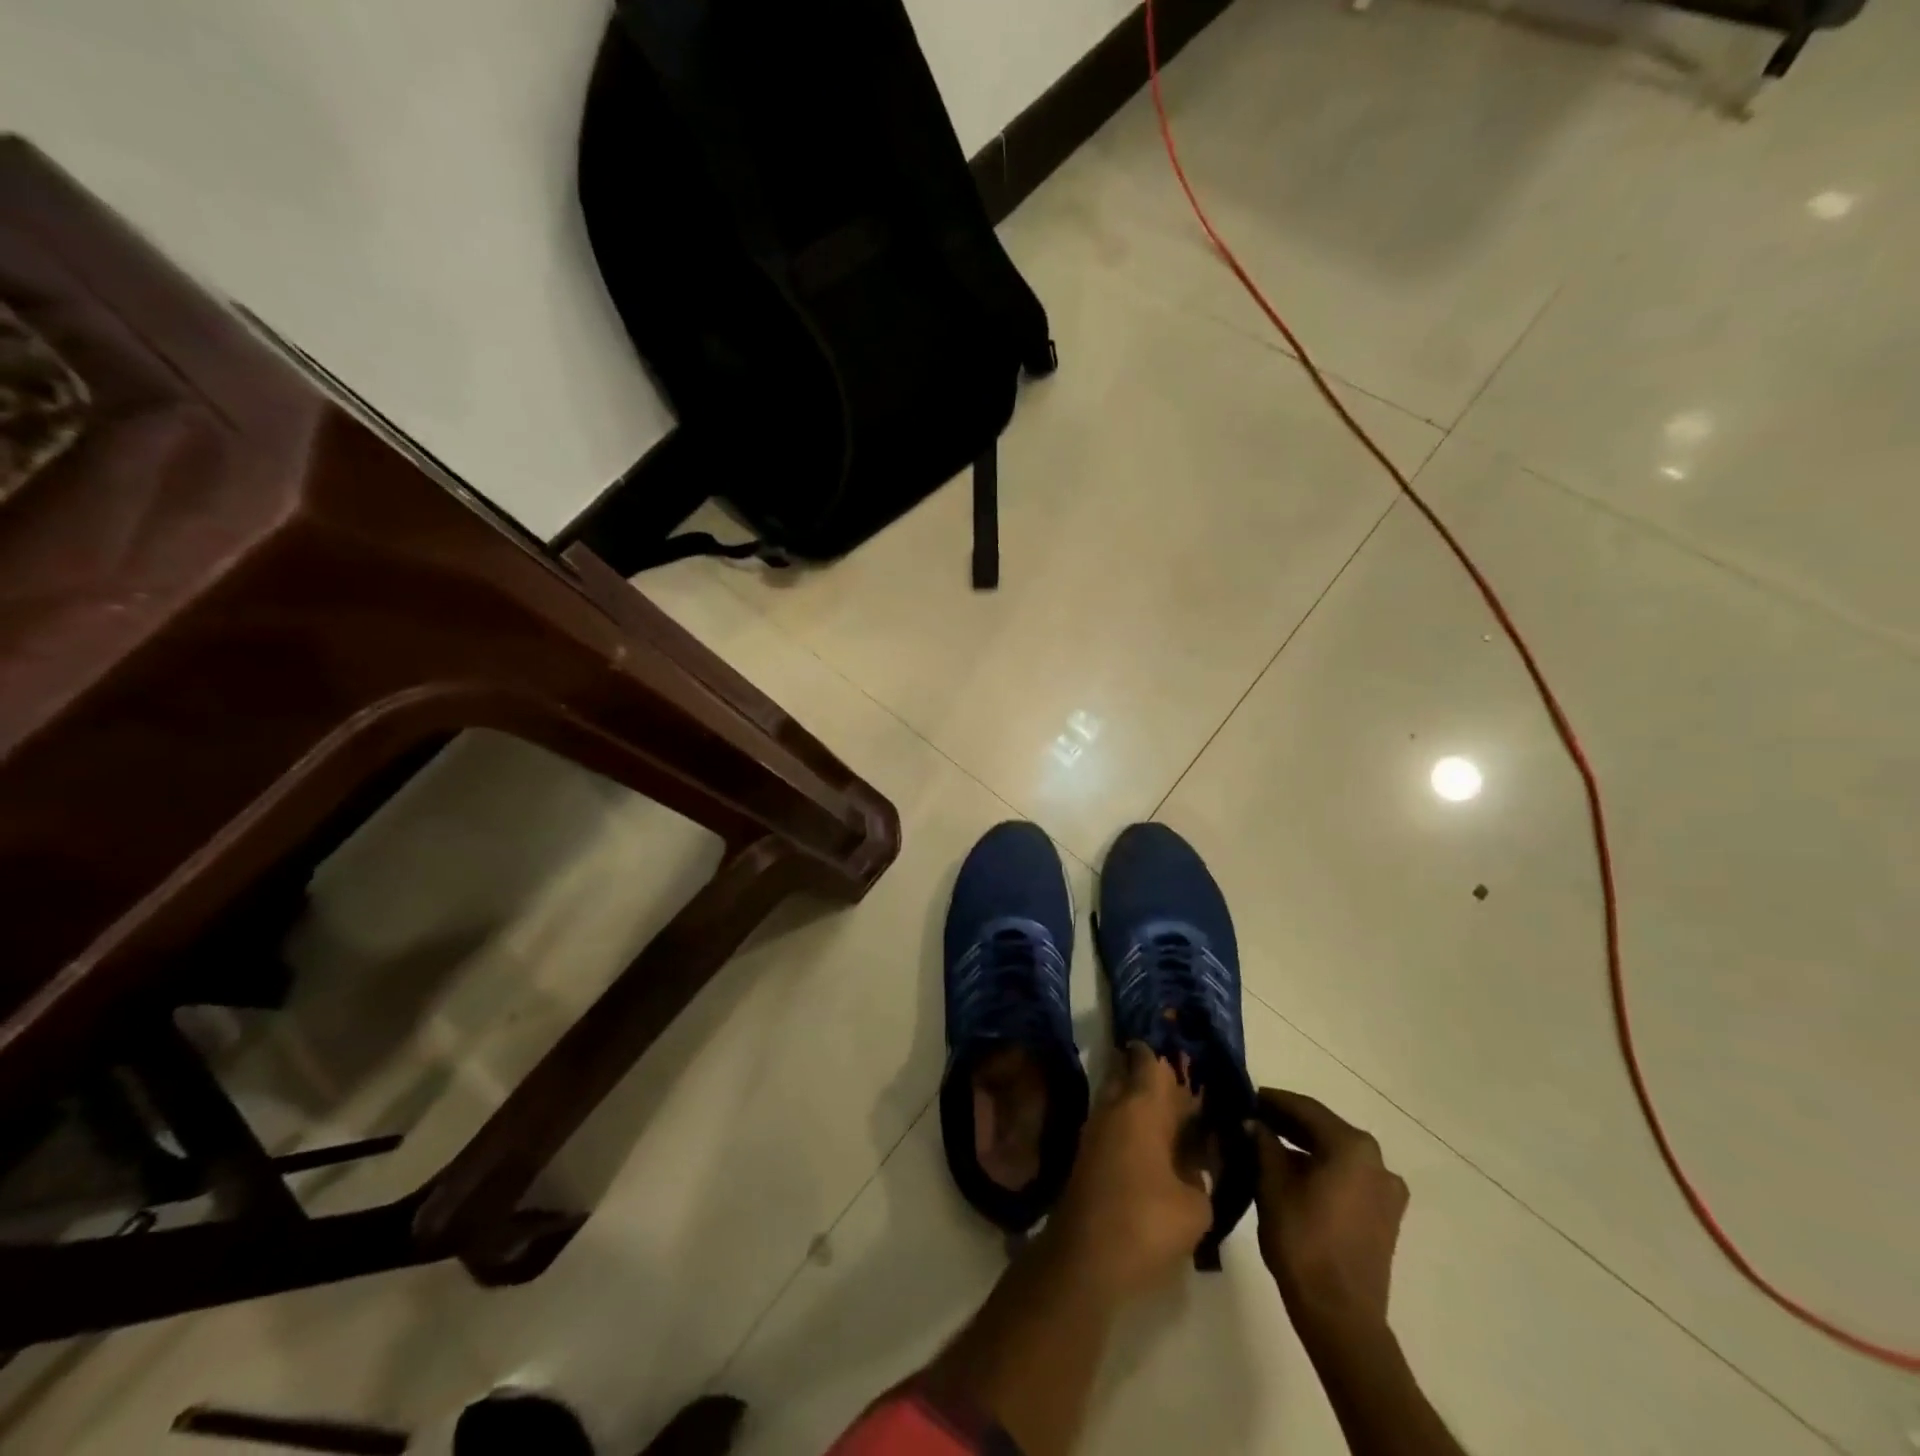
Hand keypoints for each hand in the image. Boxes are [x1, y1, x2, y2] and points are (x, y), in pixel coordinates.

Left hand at [1044, 1042, 1211, 1300]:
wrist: (1084, 1258)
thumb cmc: (1145, 1222)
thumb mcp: (1195, 1206)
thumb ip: (1201, 1176)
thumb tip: (1197, 1162)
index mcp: (1141, 1106)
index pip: (1148, 1060)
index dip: (1163, 1051)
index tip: (1182, 1049)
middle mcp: (1114, 1107)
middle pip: (1131, 1074)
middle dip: (1154, 1077)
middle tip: (1186, 1086)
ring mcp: (1096, 1130)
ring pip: (1120, 1100)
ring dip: (1143, 1104)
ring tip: (1178, 1120)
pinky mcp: (1088, 1155)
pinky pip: (1115, 1125)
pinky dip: (1133, 1128)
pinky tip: (1157, 1150)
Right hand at [1247, 1088, 1408, 1340]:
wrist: (1340, 1315)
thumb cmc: (1303, 1242)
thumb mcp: (1272, 1185)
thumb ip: (1263, 1145)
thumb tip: (1254, 1123)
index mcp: (1352, 1147)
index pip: (1305, 1108)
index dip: (1273, 1100)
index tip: (1246, 1096)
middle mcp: (1376, 1162)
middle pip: (1324, 1129)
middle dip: (1288, 1123)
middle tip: (1252, 1119)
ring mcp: (1385, 1191)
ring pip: (1336, 1154)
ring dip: (1304, 1147)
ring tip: (1266, 1146)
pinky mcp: (1384, 1217)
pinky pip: (1347, 1177)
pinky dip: (1321, 1169)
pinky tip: (1292, 1175)